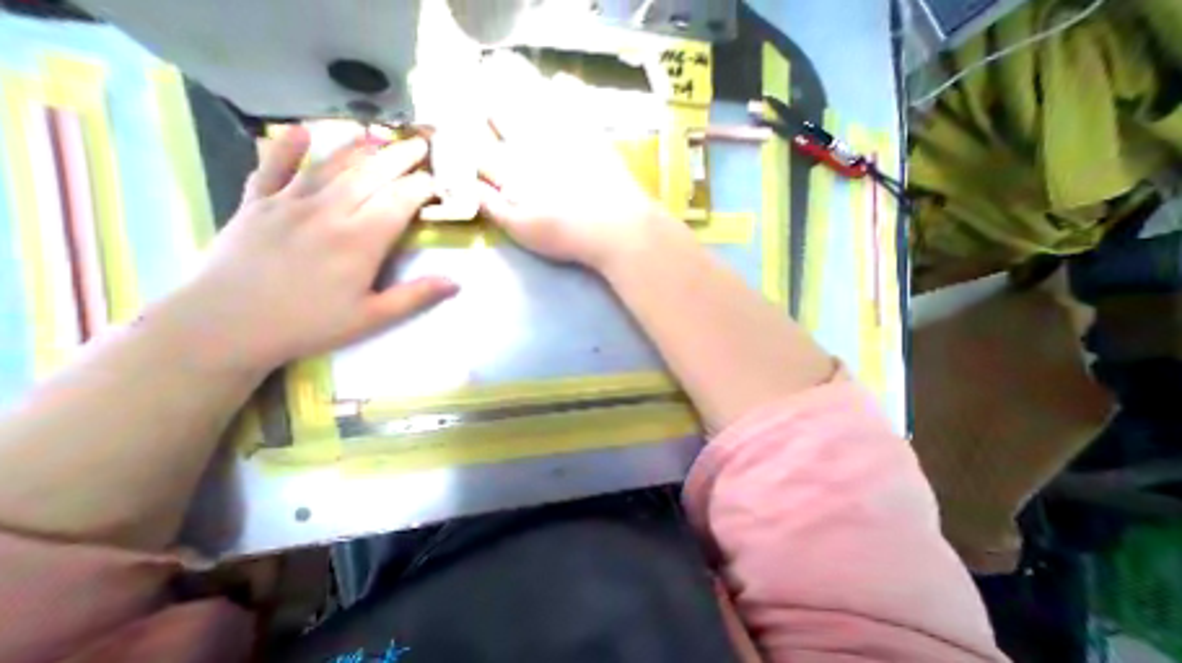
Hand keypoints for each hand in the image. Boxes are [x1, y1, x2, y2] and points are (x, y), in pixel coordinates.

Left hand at [162, 128, 454, 375]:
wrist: (223, 326)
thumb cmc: (310, 324)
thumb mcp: (373, 317)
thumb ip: (416, 296)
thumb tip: (456, 283)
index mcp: (359, 240)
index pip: (399, 201)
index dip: (421, 187)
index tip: (437, 181)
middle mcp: (327, 212)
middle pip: (370, 175)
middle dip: (399, 158)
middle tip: (420, 144)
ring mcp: (288, 204)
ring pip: (329, 165)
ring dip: (358, 147)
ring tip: (379, 134)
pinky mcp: (256, 204)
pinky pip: (273, 167)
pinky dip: (286, 146)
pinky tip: (302, 130)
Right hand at [473, 54, 669, 270]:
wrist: (616, 228)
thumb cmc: (566, 234)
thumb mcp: (523, 231)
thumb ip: (494, 208)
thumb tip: (470, 186)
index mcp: (514, 169)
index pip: (479, 146)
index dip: (465, 137)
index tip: (460, 132)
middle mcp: (533, 143)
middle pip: (500, 111)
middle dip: (487, 104)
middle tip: (484, 101)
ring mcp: (563, 133)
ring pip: (531, 96)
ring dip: (516, 84)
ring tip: (509, 77)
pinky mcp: (590, 132)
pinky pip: (575, 99)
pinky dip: (565, 88)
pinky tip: (560, 83)